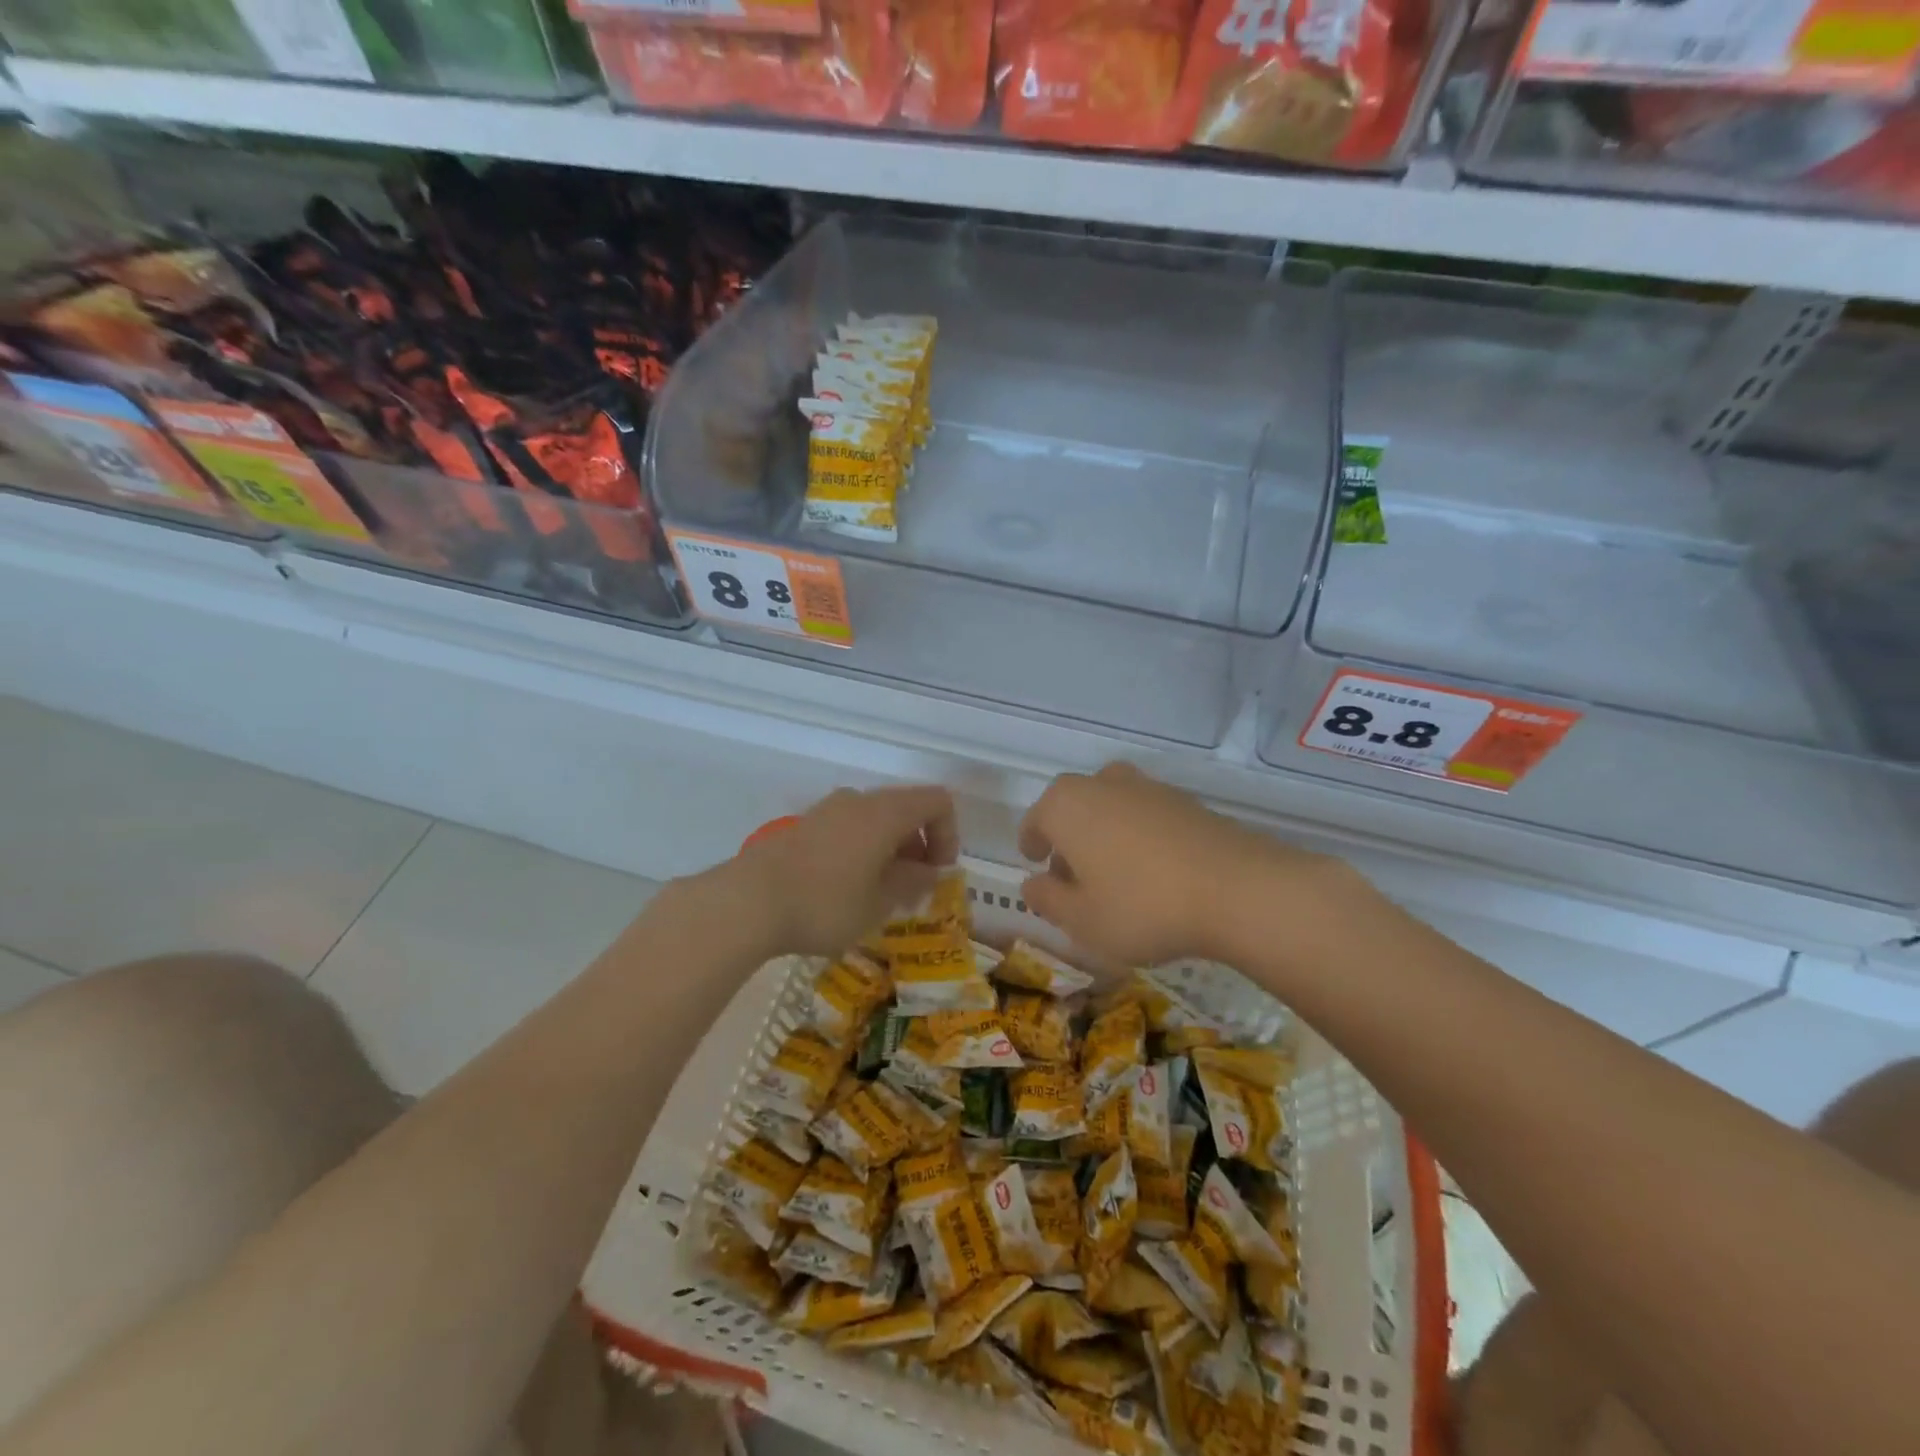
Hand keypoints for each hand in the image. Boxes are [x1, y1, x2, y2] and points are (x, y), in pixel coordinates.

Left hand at [726, 785, 958, 956]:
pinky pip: (848, 830)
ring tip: (878, 895)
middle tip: (910, 891)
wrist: (746, 902)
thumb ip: (912, 882)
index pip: (937, 802)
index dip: (949, 835)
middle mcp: (858, 800)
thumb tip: (926, 871)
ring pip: (875, 821)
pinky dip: (861, 851)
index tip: (937, 874)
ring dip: (889, 851)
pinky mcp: (803, 826)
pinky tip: (845, 890)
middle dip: (918, 847)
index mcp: (885, 812)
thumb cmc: (825, 903)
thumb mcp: (880, 903)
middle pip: (906, 809)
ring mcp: (827, 811)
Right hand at [1018, 763, 1346, 966]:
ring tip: (1115, 875)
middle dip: (1068, 838)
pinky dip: (1138, 836)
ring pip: (1110, 807)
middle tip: (1073, 877)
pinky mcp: (1185, 801)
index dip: (1031, 843)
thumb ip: (1047, 900)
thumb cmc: (1141, 907)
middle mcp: (1102, 784)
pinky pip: (1145, 815)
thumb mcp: (1080, 919)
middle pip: (1073, 808)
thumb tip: (1032, 883)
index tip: (1035, 863)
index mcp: (1066, 805)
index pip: (1036, 820)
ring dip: (1104, 834)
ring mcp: (1148, 787)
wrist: (1237, 889)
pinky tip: (1154, 871)